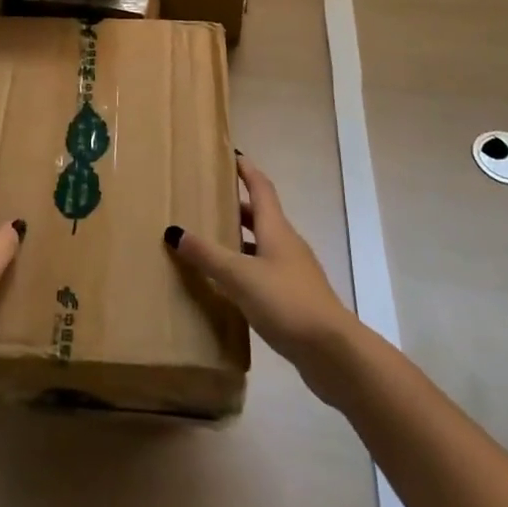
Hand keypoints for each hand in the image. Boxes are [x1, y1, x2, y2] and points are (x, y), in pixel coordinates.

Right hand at [165, 155, 360, 391]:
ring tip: (212, 243)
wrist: (333, 352)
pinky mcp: (295, 299)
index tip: (232, 155)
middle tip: (210, 201)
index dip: (247, 170)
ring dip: (241, 240)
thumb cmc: (286, 301)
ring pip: (263, 246)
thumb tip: (174, 231)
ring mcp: (294, 272)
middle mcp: (286, 244)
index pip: (261, 187)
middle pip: (261, 216)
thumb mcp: (240, 276)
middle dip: (238, 206)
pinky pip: (266, 273)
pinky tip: (230, 287)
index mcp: (276, 229)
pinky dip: (247, 270)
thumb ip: (208, 255)